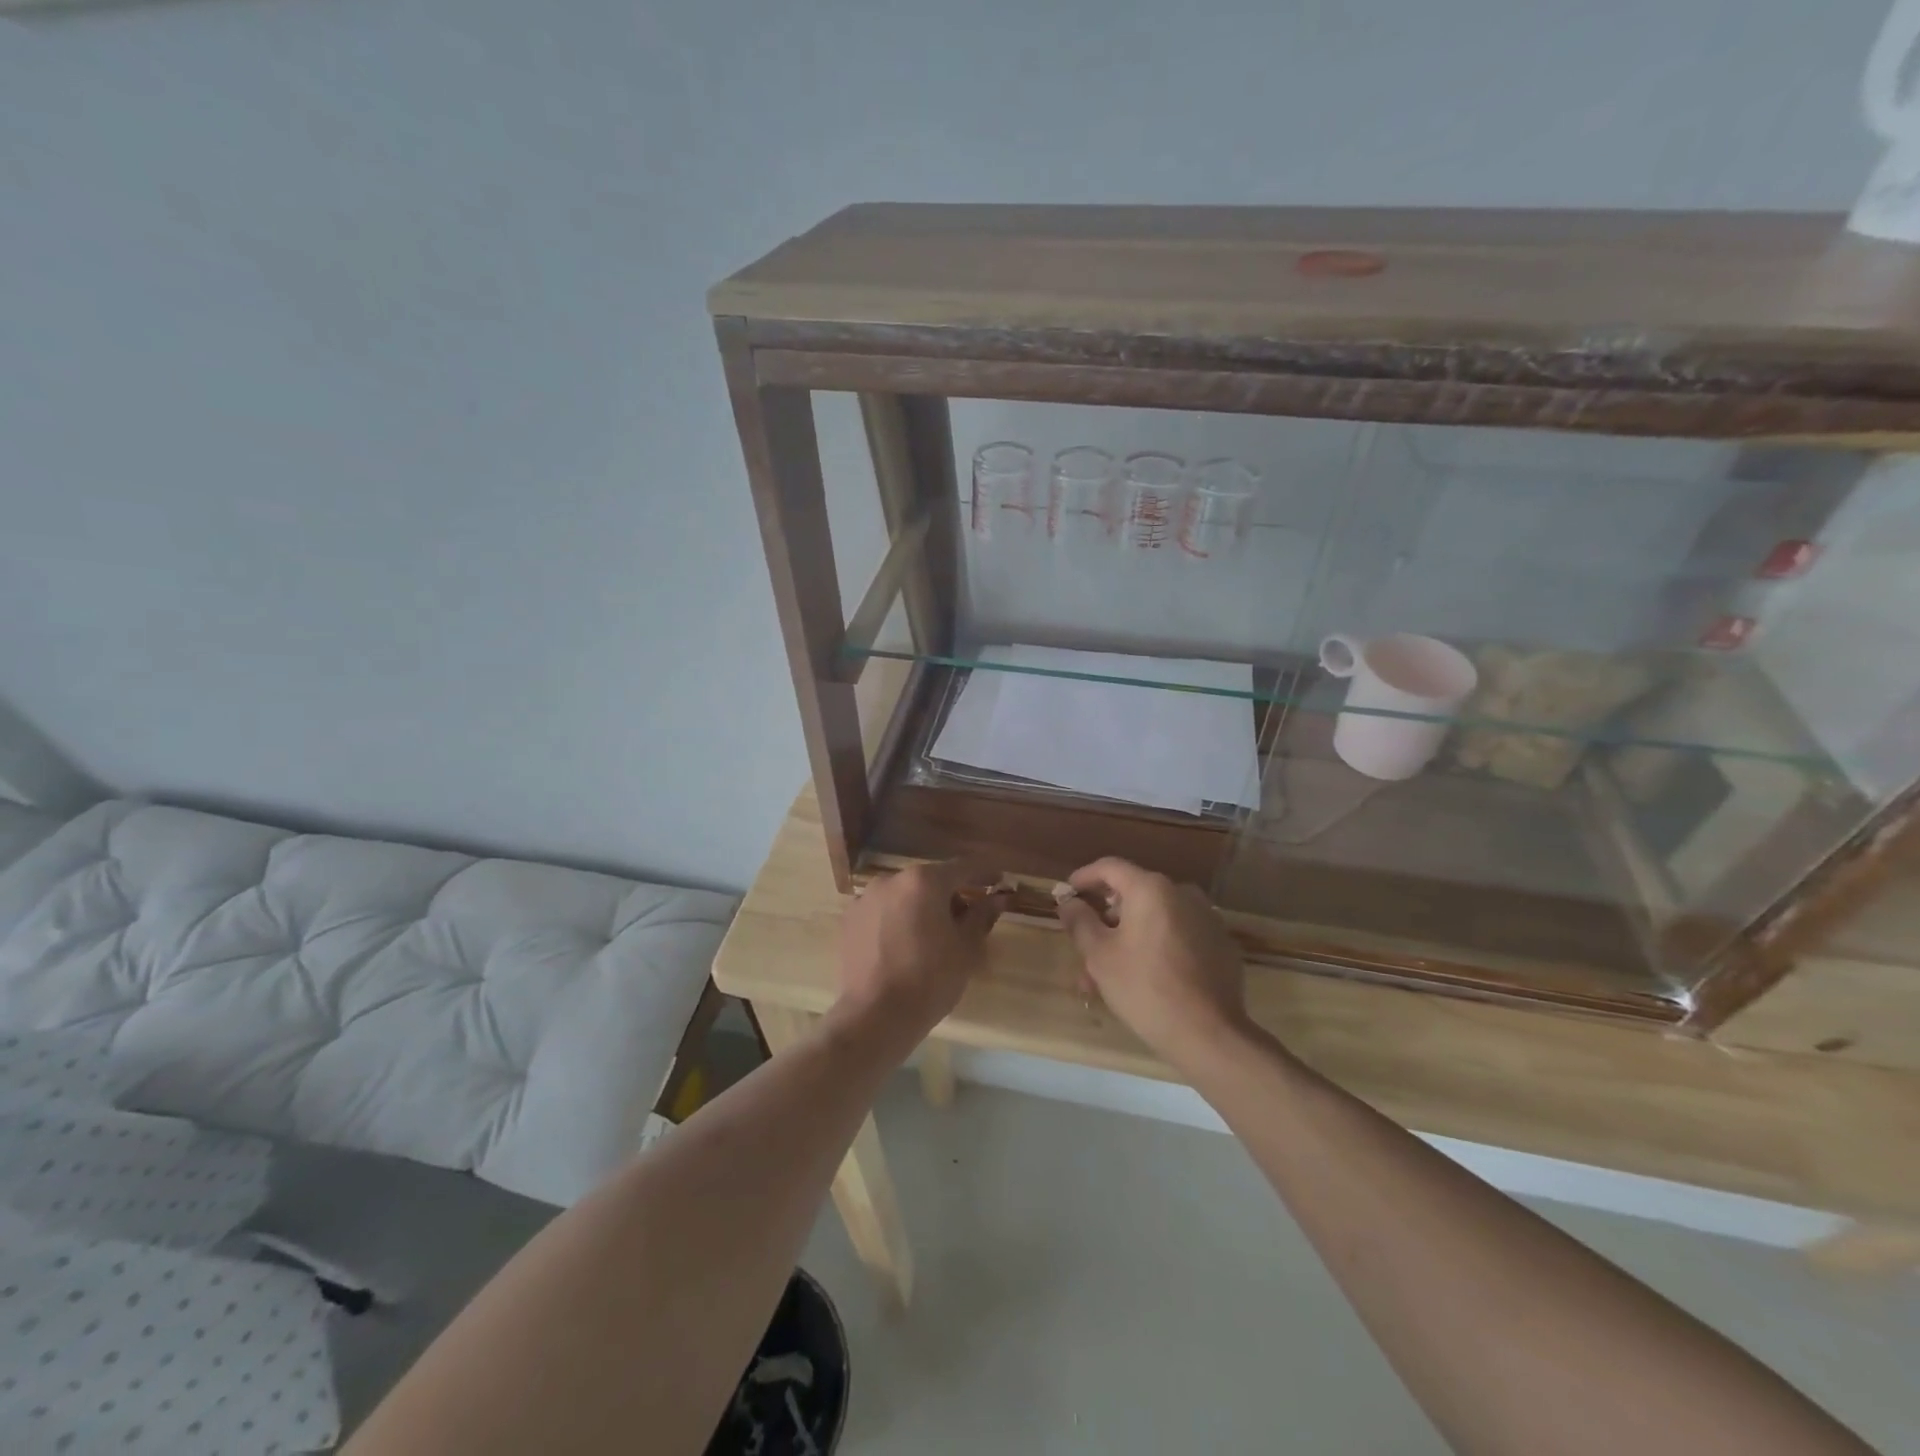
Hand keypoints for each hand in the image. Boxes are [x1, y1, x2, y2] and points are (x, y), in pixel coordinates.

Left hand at [834, 860, 1006, 1044]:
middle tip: (967, 919)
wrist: (875, 1015)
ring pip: (905, 895)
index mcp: (924, 881)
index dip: (985, 874)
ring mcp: (866, 898)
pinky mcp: (850, 920)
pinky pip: (883, 911)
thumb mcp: (966, 948)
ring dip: (922, 907)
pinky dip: (898, 920)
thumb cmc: (930, 979)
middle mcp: (892, 879)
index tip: (999, 881)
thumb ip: (982, 915)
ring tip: (933, 936)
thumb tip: (997, 897)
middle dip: (951, 895)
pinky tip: (905, 945)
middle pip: (931, 880)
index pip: (963, 868)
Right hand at [1055, 857, 1248, 1069]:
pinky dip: (1156, 946)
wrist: (1209, 1034)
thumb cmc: (1144, 987)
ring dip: (1128, 938)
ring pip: (1154, 919)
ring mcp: (1206, 918)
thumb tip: (1069, 902)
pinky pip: (1178, 935)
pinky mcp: (1220, 944)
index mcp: (1151, 889)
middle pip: (1133, 895)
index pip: (1110, 867)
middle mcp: (1182, 893)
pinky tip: (1145, 977)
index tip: (1068, 893)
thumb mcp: (1099, 956)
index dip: (1084, 877)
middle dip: (1105, 920)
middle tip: (1085, 947)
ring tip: (1109, 975)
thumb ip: (1080, 921)